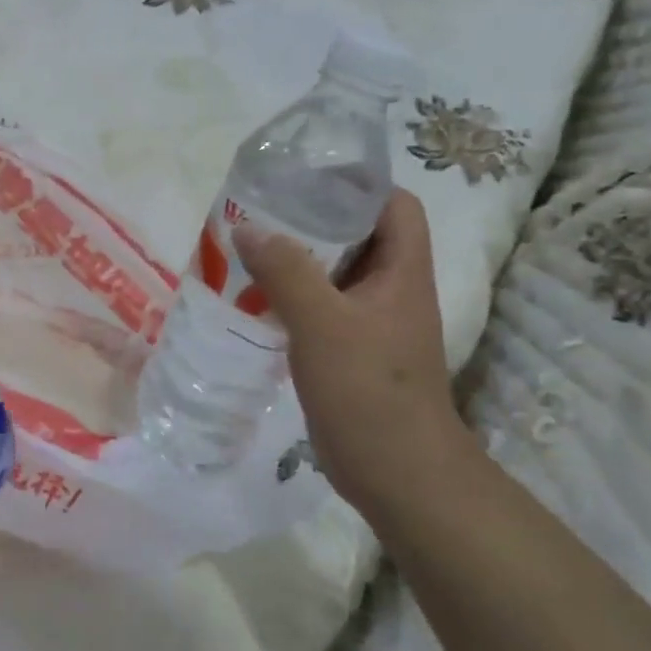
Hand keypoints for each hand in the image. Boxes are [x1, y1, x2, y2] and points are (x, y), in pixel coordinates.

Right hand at [233, 188, 463, 510]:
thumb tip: (248, 227)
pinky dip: (290, 296)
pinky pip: (320, 307)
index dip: (358, 183)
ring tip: (249, 247)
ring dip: (296, 260)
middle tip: (262, 210)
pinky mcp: (351, 351)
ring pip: (334, 273)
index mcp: (402, 270)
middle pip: (358, 235)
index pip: (393, 204)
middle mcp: (391, 289)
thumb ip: (286, 272)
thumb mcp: (323, 323)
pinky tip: (254, 298)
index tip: (307, 176)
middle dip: (312, 218)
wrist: (397, 474)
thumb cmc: (369, 390)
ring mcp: (371, 322)